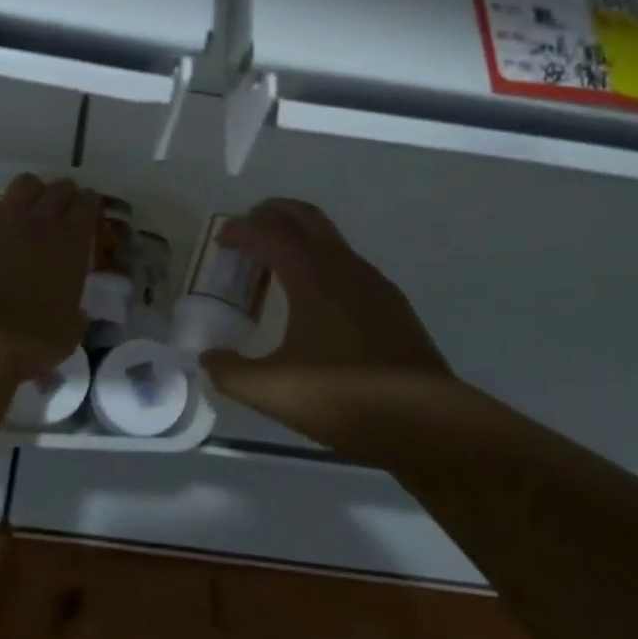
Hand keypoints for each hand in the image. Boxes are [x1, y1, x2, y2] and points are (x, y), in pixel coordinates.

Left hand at [0, 174, 94, 379]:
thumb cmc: (32, 339)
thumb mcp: (69, 331)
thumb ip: (75, 314)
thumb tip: (75, 313)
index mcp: (71, 241)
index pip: (88, 205)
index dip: (89, 203)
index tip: (88, 208)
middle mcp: (40, 219)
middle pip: (58, 188)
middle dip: (62, 194)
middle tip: (59, 207)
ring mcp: (2, 218)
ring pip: (22, 183)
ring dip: (27, 193)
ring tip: (22, 207)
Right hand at [202, 199, 451, 443]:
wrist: (429, 425)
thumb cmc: (345, 398)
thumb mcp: (274, 392)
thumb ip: (231, 373)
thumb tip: (208, 360)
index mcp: (311, 274)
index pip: (267, 232)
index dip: (239, 230)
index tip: (221, 241)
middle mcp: (342, 265)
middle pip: (302, 215)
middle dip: (270, 214)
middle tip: (246, 232)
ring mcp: (372, 282)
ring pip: (328, 237)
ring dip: (298, 237)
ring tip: (275, 267)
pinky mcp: (391, 303)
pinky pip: (346, 263)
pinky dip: (320, 262)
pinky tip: (315, 302)